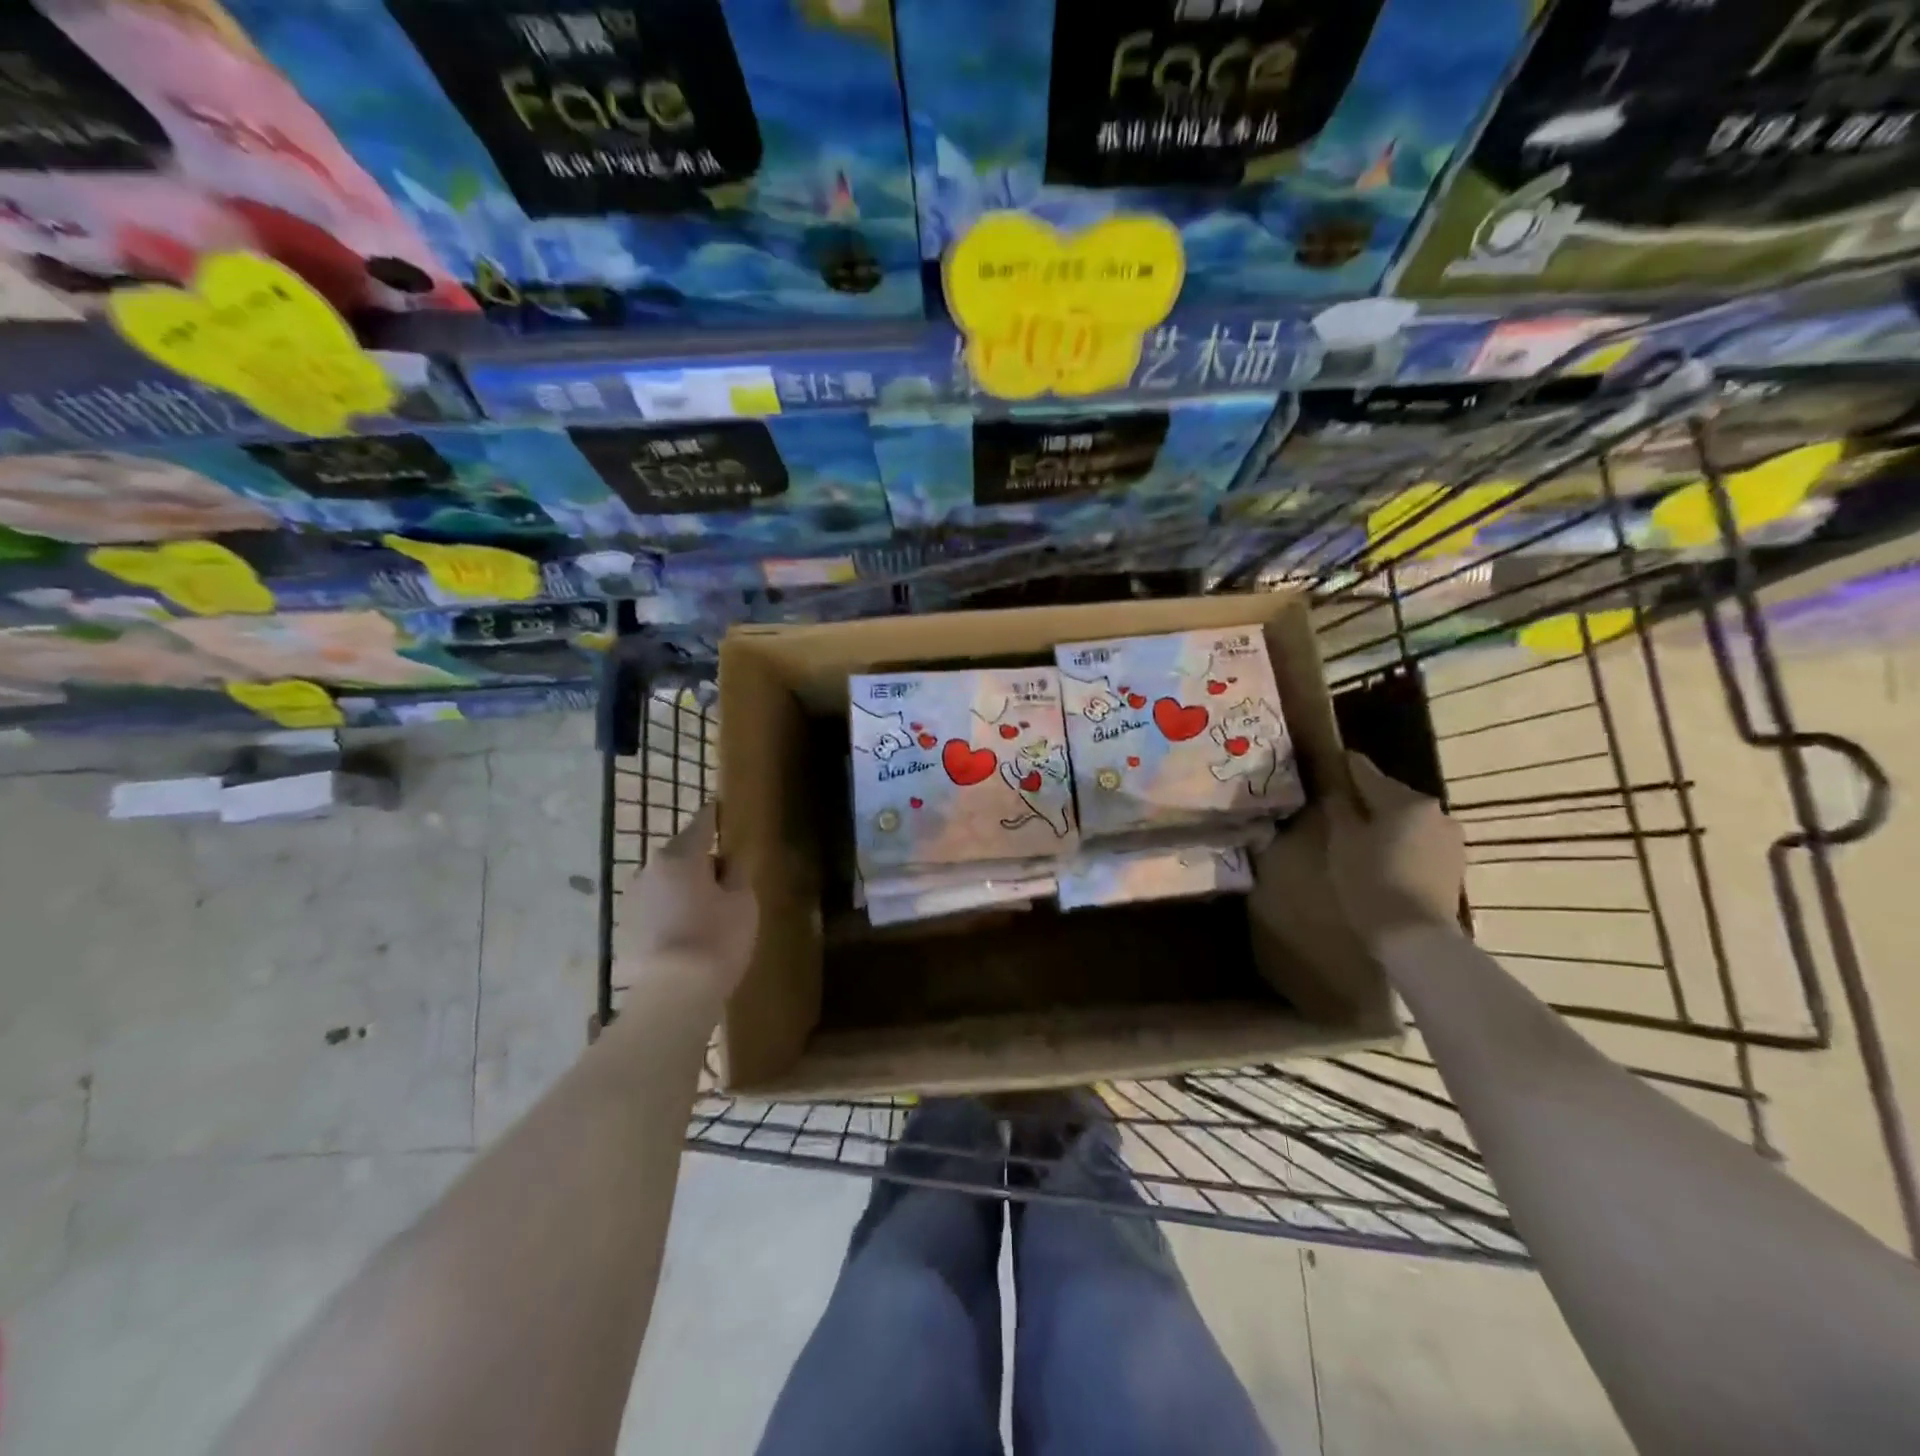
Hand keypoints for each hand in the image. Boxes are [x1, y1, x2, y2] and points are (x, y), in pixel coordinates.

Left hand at [615, 803, 757, 1008]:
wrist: (673, 996)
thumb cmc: (717, 939)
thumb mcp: (743, 901)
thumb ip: (736, 873)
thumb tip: (727, 862)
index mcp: (680, 856)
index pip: (701, 824)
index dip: (714, 817)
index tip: (720, 809)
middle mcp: (649, 870)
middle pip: (680, 854)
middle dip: (699, 859)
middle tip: (723, 876)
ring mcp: (632, 900)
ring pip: (664, 882)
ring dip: (682, 887)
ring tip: (704, 907)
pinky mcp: (625, 929)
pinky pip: (654, 908)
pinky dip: (669, 911)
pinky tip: (685, 930)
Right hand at [1324, 753, 1465, 940]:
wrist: (1417, 936)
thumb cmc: (1371, 881)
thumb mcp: (1343, 843)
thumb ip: (1340, 811)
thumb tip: (1338, 793)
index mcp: (1404, 800)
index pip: (1368, 773)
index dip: (1348, 766)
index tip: (1335, 759)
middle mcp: (1434, 811)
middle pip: (1392, 796)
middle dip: (1369, 798)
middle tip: (1343, 804)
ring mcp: (1450, 838)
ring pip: (1409, 820)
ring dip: (1387, 822)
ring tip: (1363, 833)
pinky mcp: (1454, 864)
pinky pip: (1421, 841)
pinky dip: (1402, 842)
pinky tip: (1385, 855)